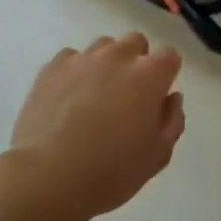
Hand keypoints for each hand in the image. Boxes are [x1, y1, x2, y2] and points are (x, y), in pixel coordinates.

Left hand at [10, 33, 185, 219]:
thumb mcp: (158, 155)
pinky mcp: (52, 67)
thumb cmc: (111, 171)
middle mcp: (119, 55)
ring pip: (103, 47)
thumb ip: (172, 120)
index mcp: (150, 74)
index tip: (157, 98)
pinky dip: (75, 72)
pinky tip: (68, 98)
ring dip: (106, 64)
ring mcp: (83, 58)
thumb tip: (171, 98)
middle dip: (137, 62)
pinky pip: (71, 59)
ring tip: (95, 96)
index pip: (169, 56)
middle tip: (128, 96)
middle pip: (136, 43)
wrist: (47, 178)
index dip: (166, 76)